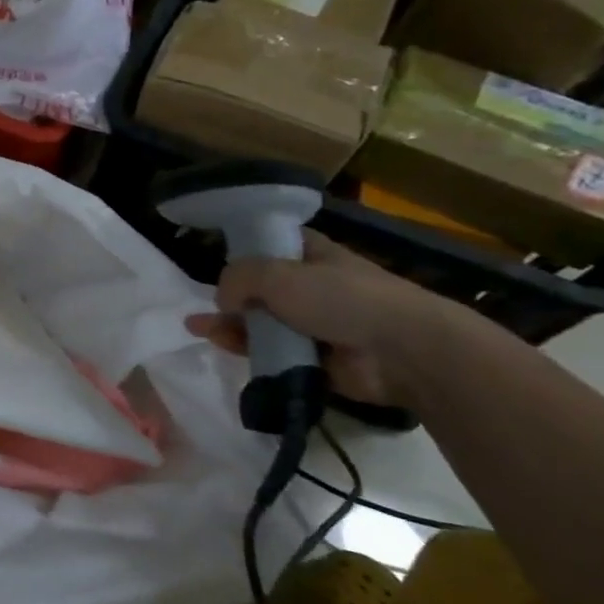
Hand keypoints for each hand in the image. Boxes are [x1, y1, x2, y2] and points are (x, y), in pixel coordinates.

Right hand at [184, 232, 477, 409]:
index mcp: (311, 254)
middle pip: (259, 288)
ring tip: (199, 330)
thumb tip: (223, 301)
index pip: (271, 243)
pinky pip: (273, 353)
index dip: (243, 248)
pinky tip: (222, 347)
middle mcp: (312, 286)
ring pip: (262, 322)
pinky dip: (249, 351)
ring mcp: (315, 324)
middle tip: (200, 306)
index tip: (215, 257)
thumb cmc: (341, 298)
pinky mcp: (316, 360)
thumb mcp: (276, 273)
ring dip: (230, 326)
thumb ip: (237, 278)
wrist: (405, 352)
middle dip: (229, 296)